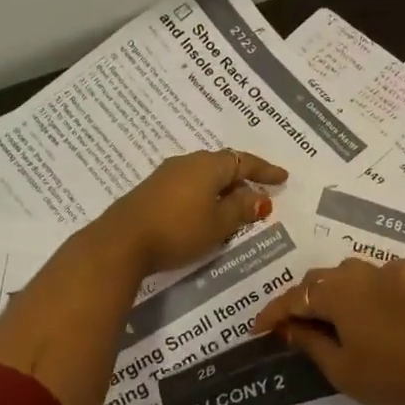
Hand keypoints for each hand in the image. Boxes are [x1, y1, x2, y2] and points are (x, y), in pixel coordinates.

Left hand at [87, 149, 287, 276]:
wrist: (122, 242)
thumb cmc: (179, 230)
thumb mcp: (218, 224)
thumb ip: (241, 209)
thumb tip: (258, 198)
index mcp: (209, 165)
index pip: (244, 162)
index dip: (265, 171)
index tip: (283, 177)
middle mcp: (188, 162)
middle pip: (223, 165)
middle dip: (243, 177)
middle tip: (260, 191)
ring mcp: (167, 175)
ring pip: (204, 175)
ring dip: (223, 188)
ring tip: (235, 204)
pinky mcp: (152, 190)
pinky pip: (189, 185)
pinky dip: (205, 194)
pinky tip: (206, 210)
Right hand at [254, 257, 404, 404]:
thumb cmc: (388, 378)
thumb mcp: (339, 368)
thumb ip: (309, 340)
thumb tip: (287, 326)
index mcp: (337, 291)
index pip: (294, 297)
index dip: (272, 313)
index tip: (257, 330)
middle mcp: (361, 272)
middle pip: (320, 280)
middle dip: (302, 301)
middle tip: (291, 328)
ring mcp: (391, 273)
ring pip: (350, 273)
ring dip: (334, 291)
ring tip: (328, 316)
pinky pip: (386, 273)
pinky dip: (374, 283)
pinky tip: (375, 299)